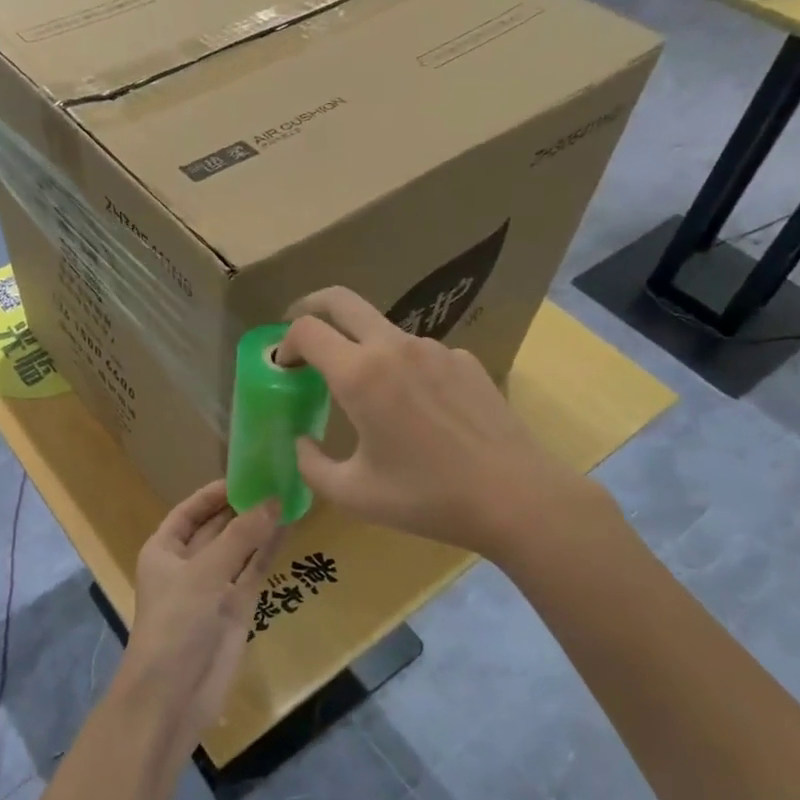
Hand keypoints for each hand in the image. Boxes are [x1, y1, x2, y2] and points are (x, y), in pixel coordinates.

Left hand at [120, 482, 280, 754]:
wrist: (174, 694)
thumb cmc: (177, 622)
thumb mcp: (205, 573)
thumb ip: (241, 536)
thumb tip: (272, 501)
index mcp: (164, 549)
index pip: (190, 510)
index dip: (215, 493)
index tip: (247, 475)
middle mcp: (188, 563)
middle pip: (217, 526)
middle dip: (243, 507)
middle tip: (277, 480)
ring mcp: (213, 586)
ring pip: (239, 548)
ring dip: (259, 526)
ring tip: (289, 497)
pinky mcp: (236, 607)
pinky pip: (253, 571)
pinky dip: (268, 551)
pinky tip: (289, 529)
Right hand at [279, 287, 595, 555]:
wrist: (517, 498)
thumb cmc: (427, 498)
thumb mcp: (354, 494)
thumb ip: (311, 465)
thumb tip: (302, 441)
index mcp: (361, 375)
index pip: (307, 330)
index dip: (284, 343)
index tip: (283, 367)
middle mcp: (395, 347)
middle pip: (341, 301)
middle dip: (311, 308)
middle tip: (301, 333)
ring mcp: (435, 349)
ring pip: (382, 330)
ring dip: (360, 347)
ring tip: (366, 394)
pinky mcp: (465, 360)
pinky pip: (419, 354)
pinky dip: (401, 368)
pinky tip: (417, 412)